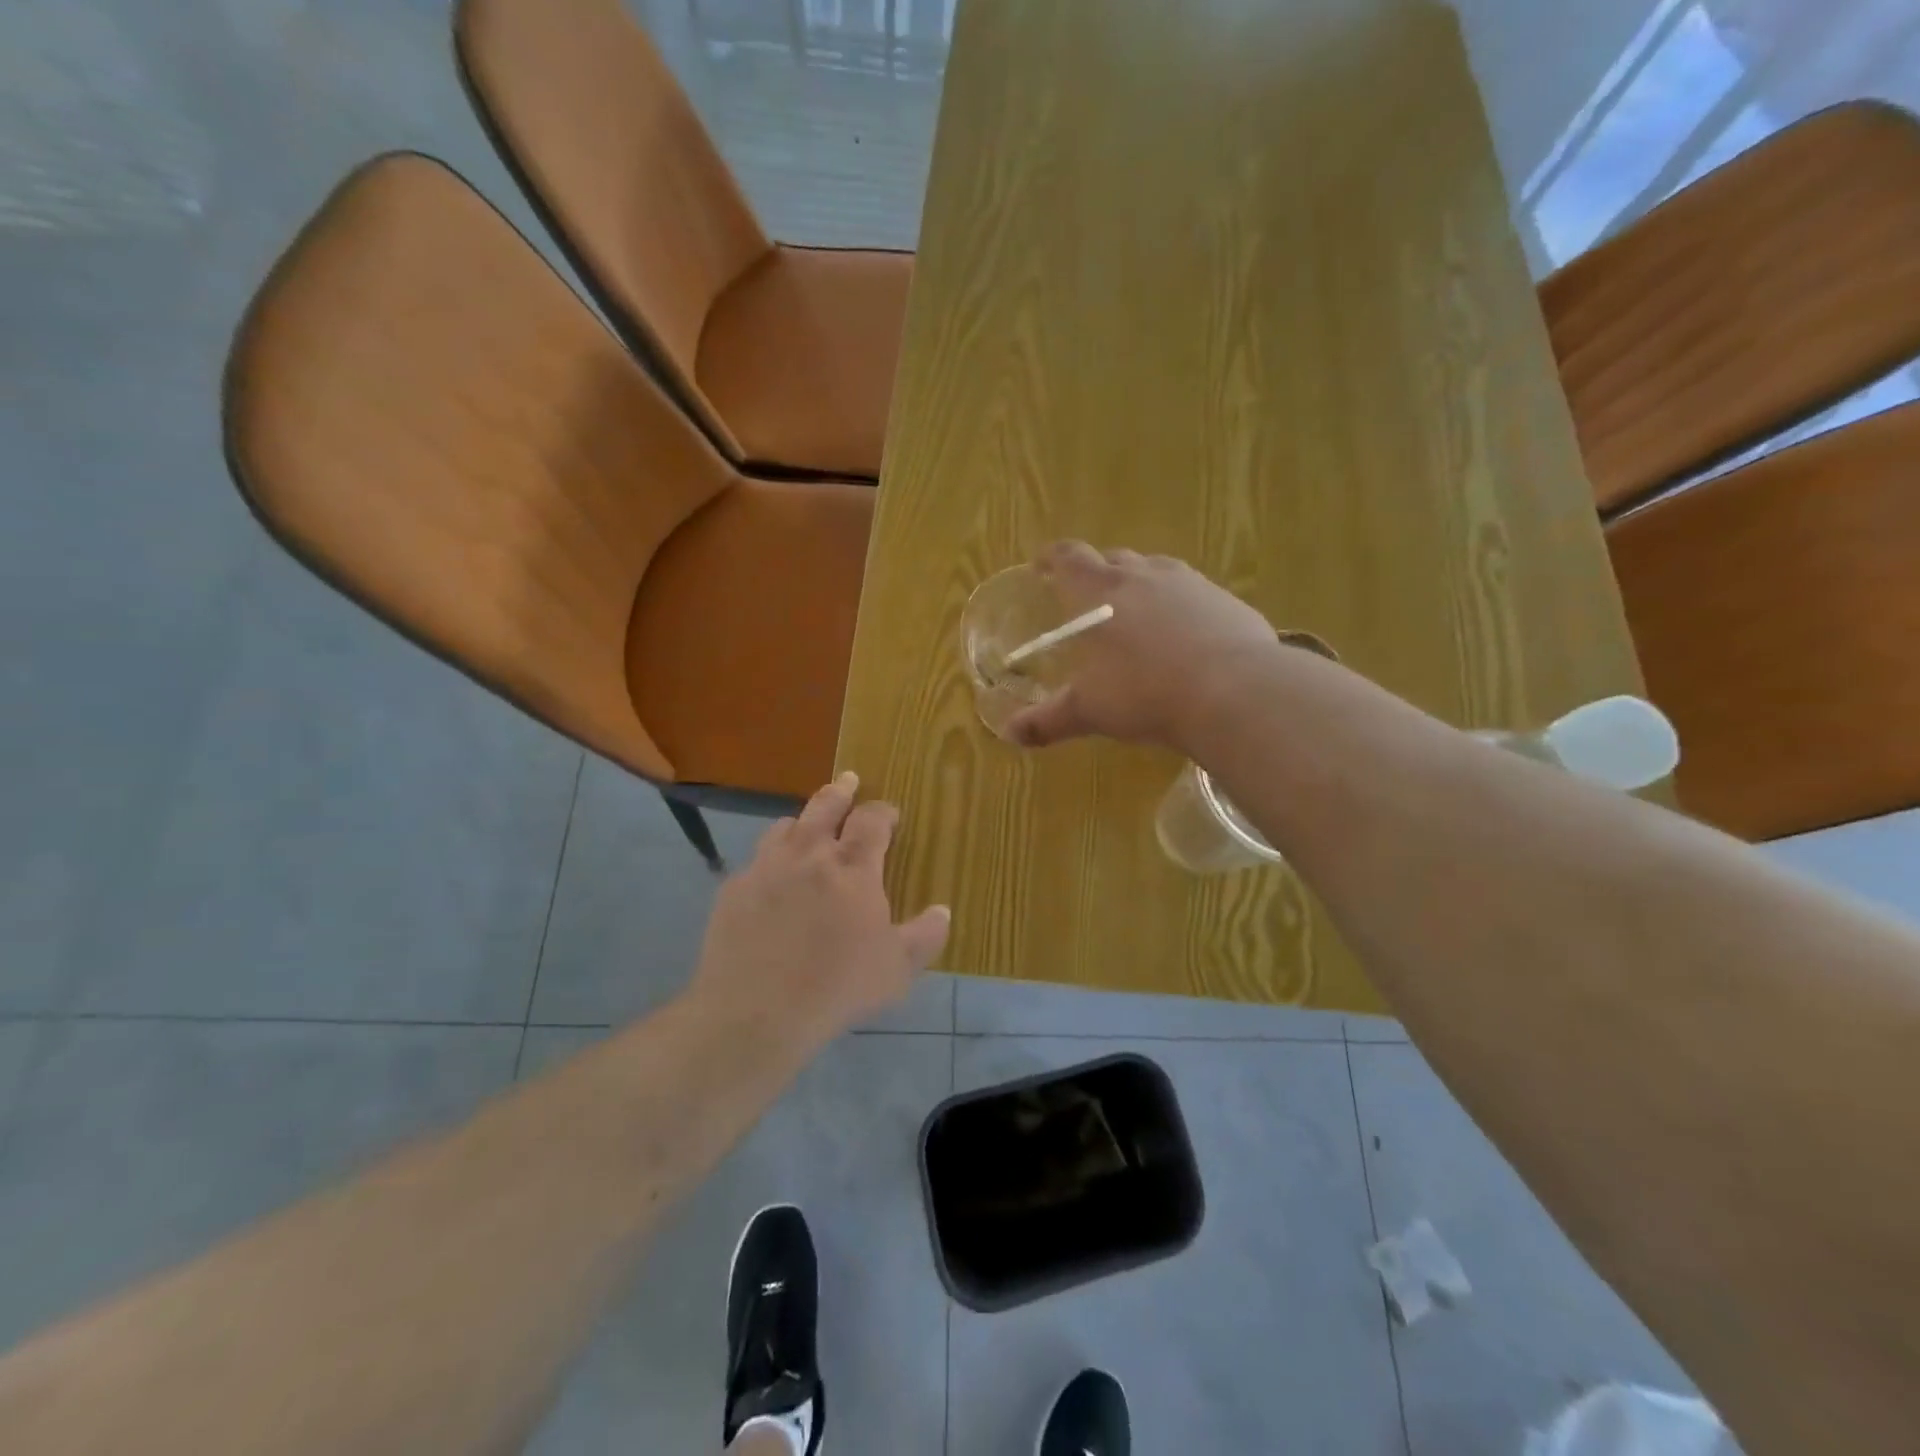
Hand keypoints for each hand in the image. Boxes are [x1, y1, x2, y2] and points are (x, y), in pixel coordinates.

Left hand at [688, 773, 949, 1046]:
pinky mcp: (734, 888)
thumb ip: (925, 936)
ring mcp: (766, 868)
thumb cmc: (837, 987)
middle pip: (826, 806)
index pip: (872, 821)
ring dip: (802, 822)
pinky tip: (771, 881)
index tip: (890, 812)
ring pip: (786, 826)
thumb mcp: (897, 969)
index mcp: (853, 869)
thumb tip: (943, 911)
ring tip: (807, 827)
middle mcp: (810, 855)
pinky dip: (770, 861)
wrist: (756, 1011)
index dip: (883, 811)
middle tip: (848, 780)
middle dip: (841, 791)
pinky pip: (755, 861)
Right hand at [1005, 541, 1280, 751]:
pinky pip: (1193, 592)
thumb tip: (1010, 734)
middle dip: (1097, 572)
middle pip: (1113, 558)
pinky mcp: (1225, 599)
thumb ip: (1047, 720)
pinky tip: (1185, 636)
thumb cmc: (1145, 693)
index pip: (1069, 557)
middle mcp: (1143, 574)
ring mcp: (1189, 583)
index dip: (1052, 557)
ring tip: (1137, 615)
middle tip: (1090, 599)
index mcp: (1101, 591)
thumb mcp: (1089, 711)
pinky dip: (1179, 605)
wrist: (1233, 692)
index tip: (1043, 565)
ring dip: (1140, 584)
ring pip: (1156, 569)